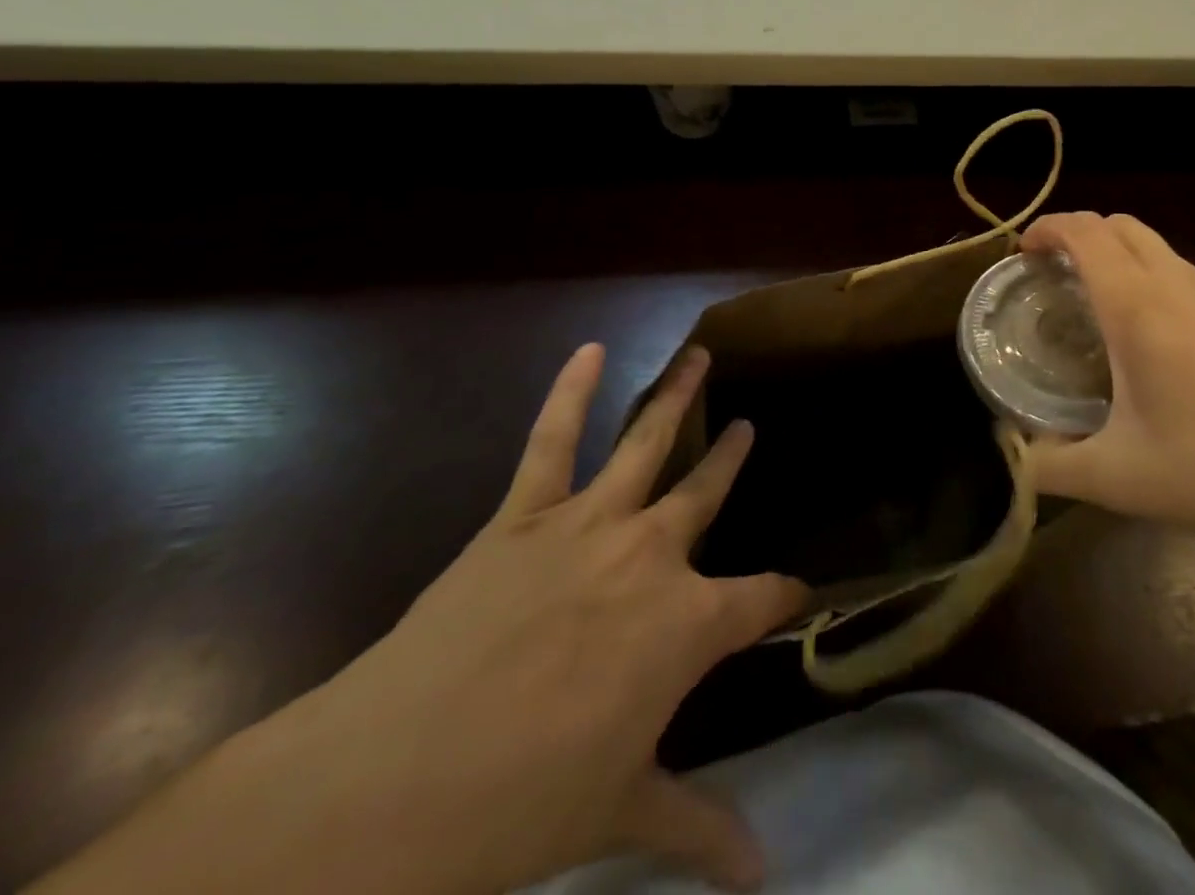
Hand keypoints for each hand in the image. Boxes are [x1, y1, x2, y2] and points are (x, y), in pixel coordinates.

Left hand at [37, 345, 805, 894]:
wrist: (395, 785)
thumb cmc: (525, 804)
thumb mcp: (622, 812)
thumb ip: (700, 828)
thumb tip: (766, 875)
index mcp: (689, 623)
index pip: (764, 597)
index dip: (786, 595)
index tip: (799, 592)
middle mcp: (653, 554)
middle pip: (707, 493)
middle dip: (731, 459)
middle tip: (747, 427)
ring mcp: (589, 523)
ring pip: (646, 442)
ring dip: (675, 396)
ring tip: (699, 356)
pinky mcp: (524, 514)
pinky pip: (550, 439)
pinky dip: (570, 391)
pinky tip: (590, 351)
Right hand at [1021, 212, 1194, 536]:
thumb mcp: (1123, 477)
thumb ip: (1054, 468)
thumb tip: (1012, 460)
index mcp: (1137, 303)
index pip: (1084, 232)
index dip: (1046, 228)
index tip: (1020, 253)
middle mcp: (1175, 283)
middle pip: (1119, 225)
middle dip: (1077, 234)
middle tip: (1050, 274)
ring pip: (1154, 246)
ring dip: (1115, 254)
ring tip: (1091, 303)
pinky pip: (1179, 272)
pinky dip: (1146, 276)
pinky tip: (1147, 337)